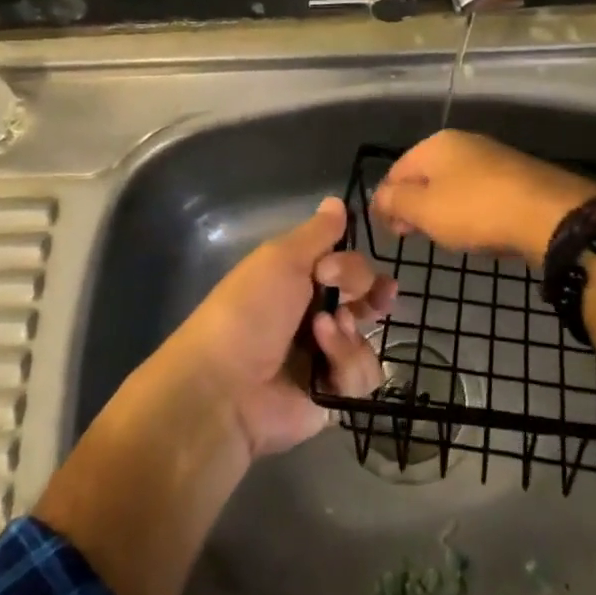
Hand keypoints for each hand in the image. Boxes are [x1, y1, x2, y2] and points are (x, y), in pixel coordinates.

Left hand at [163, 197, 391, 459]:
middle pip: (366, 298)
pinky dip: (347, 365)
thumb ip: (317, 233)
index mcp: (298, 282)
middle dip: (370, 294)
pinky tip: (323, 364)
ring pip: (369, 335)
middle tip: (366, 299)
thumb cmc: (249, 312)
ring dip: (349, 333)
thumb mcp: (280, 259)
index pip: (347, 265)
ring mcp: (325, 357)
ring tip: (321, 334)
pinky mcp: (333, 393)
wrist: (226, 387)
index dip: (351, 265)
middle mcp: (314, 315)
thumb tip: (337, 201)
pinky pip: (365, 375)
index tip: (332, 271)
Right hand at [371, 130, 595, 267]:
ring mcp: (493, 157)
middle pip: (425, 175)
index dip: (386, 201)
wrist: (549, 214)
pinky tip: (476, 228)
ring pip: (453, 183)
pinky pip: (480, 192)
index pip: (396, 171)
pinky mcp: (517, 175)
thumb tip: (381, 196)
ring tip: (444, 235)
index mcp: (435, 144)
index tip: (390, 231)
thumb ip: (395, 201)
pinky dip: (470, 209)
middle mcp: (463, 142)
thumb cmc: (476, 210)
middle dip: (414, 204)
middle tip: (413, 235)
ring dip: (442, 208)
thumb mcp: (424, 210)